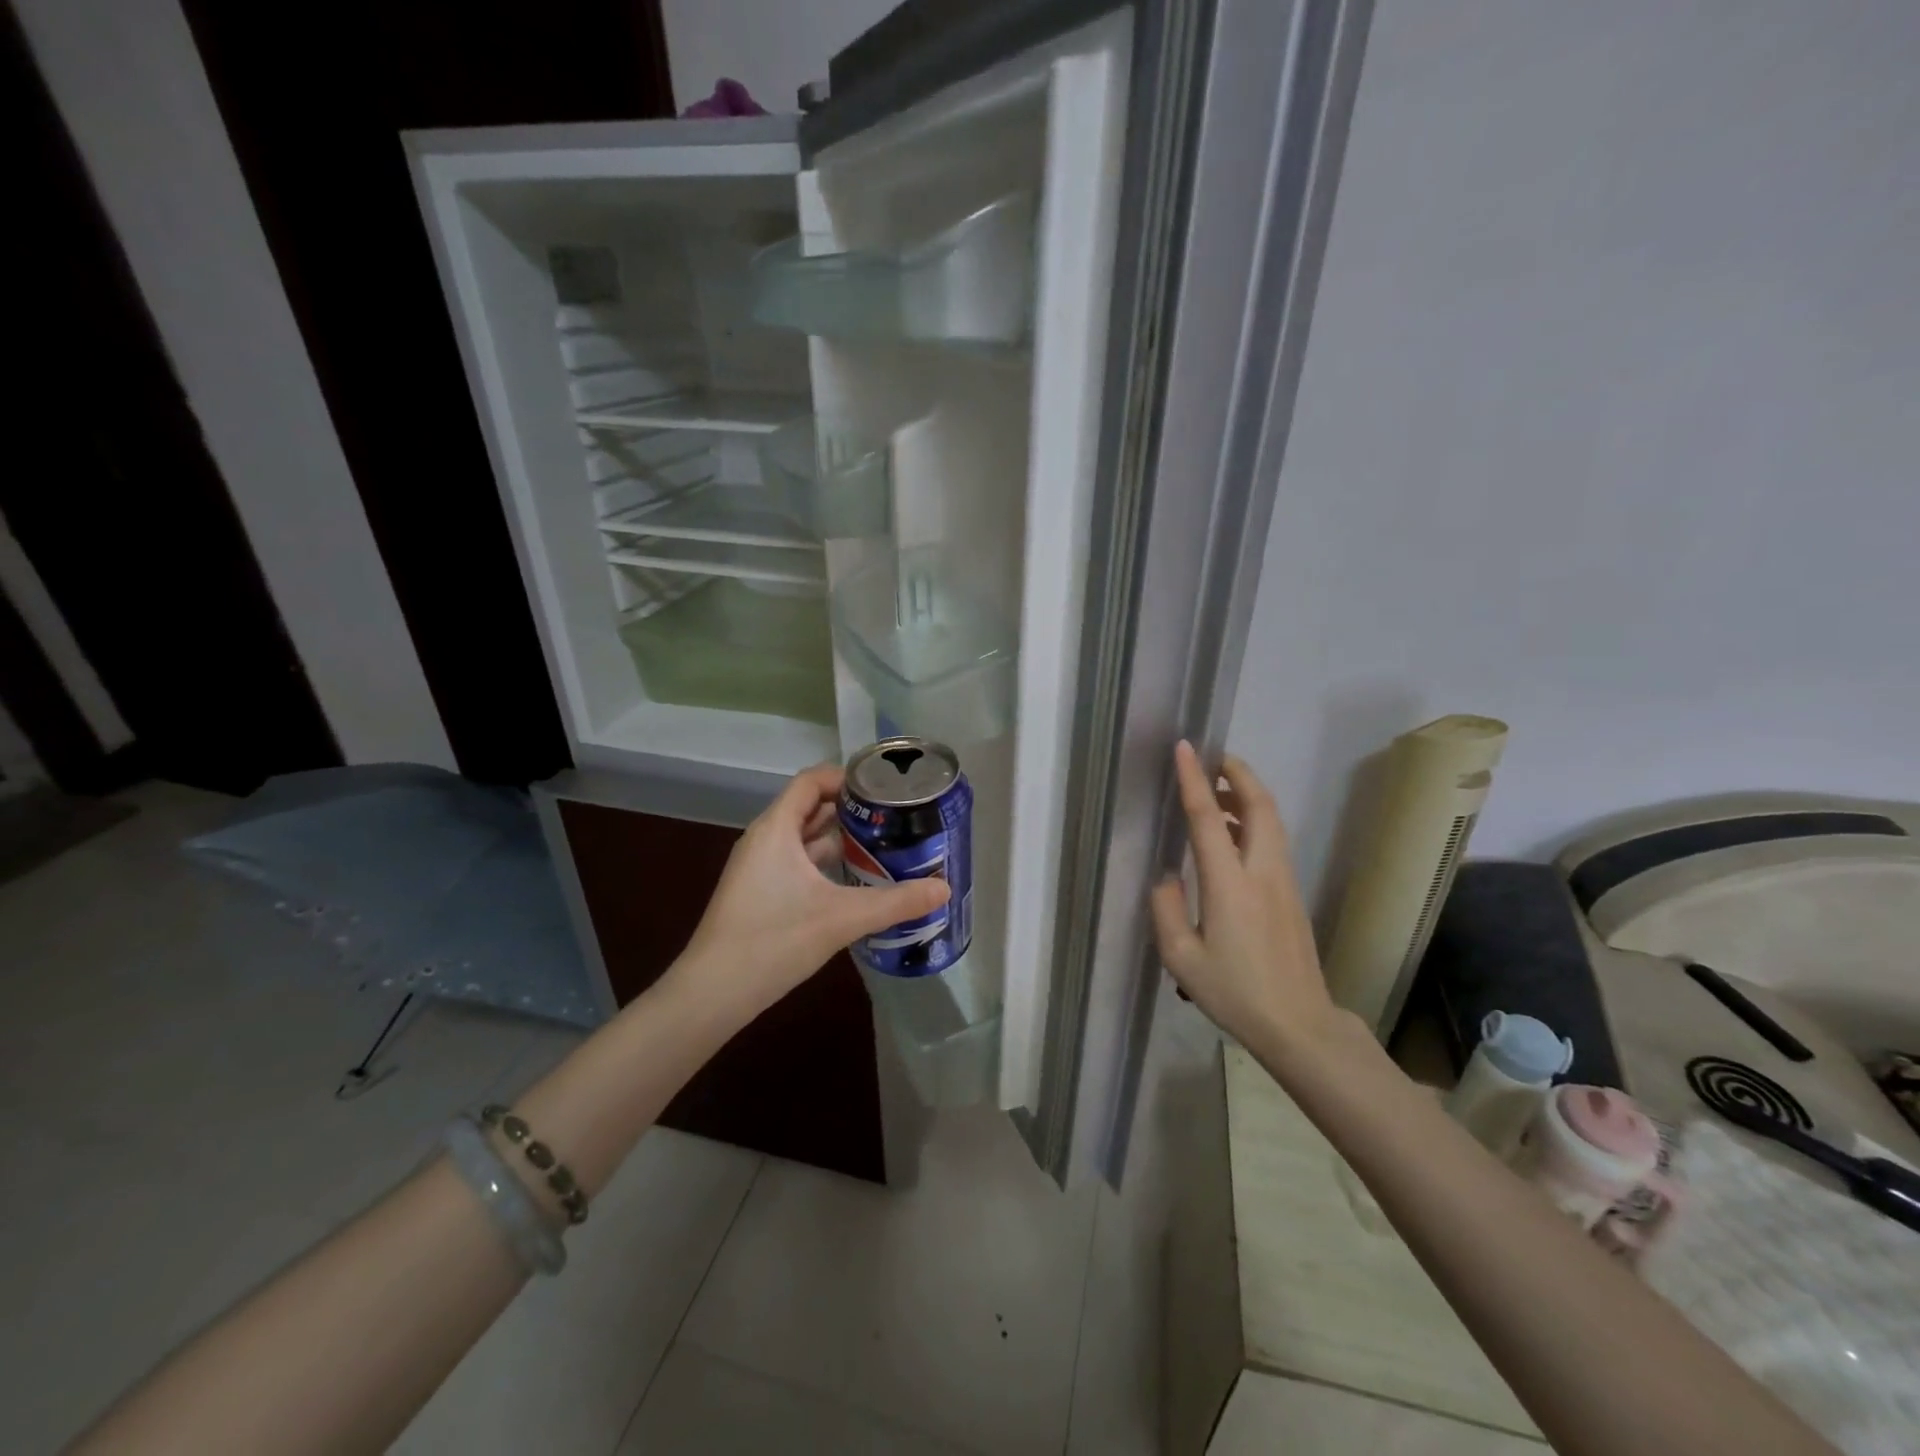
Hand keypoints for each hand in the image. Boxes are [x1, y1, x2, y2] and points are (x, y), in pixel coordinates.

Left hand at [678, 763, 948, 1018]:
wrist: (712, 993)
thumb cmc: (773, 940)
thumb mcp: (842, 918)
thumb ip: (895, 902)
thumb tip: (944, 888)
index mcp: (776, 829)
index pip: (811, 781)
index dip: (847, 777)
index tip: (885, 788)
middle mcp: (765, 839)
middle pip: (810, 807)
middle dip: (851, 809)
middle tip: (894, 818)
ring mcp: (758, 867)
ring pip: (804, 838)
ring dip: (839, 838)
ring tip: (882, 845)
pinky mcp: (759, 892)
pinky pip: (797, 862)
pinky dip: (825, 863)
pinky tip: (854, 882)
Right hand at [1150, 741, 1345, 1061]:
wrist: (1299, 1024)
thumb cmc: (1235, 993)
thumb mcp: (1181, 959)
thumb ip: (1165, 909)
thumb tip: (1168, 876)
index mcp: (1229, 885)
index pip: (1208, 819)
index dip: (1194, 779)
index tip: (1185, 747)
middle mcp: (1261, 872)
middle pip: (1259, 805)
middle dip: (1238, 773)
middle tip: (1212, 759)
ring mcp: (1283, 881)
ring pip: (1272, 820)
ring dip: (1247, 794)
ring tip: (1217, 791)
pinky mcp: (1292, 893)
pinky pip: (1274, 840)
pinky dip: (1254, 819)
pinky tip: (1233, 831)